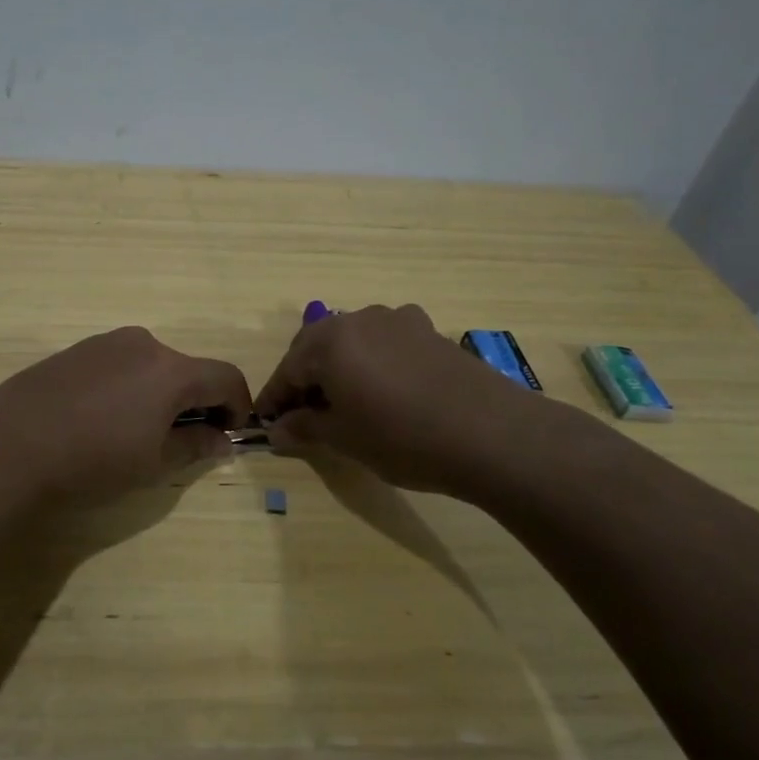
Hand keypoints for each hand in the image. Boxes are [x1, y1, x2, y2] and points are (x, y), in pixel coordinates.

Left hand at [0, 327, 252, 506]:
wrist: (10, 446)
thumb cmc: (92, 461)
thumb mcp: (153, 463)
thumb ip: (195, 445)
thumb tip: (222, 439)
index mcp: (171, 370)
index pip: (226, 376)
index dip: (238, 406)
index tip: (228, 434)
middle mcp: (143, 344)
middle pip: (187, 368)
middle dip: (196, 402)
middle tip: (182, 440)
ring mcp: (105, 342)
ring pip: (152, 365)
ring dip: (160, 393)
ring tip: (136, 432)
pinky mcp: (76, 349)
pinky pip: (119, 363)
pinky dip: (129, 386)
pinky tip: (101, 418)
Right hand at [253, 304, 558, 497]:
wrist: (491, 434)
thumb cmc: (402, 438)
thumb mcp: (345, 439)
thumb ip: (305, 428)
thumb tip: (277, 429)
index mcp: (328, 342)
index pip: (287, 370)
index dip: (275, 398)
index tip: (266, 422)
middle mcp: (358, 320)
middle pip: (315, 347)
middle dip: (303, 378)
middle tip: (302, 413)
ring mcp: (396, 321)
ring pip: (351, 340)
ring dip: (338, 366)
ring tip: (343, 400)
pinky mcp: (428, 330)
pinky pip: (384, 341)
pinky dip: (372, 361)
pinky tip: (384, 387)